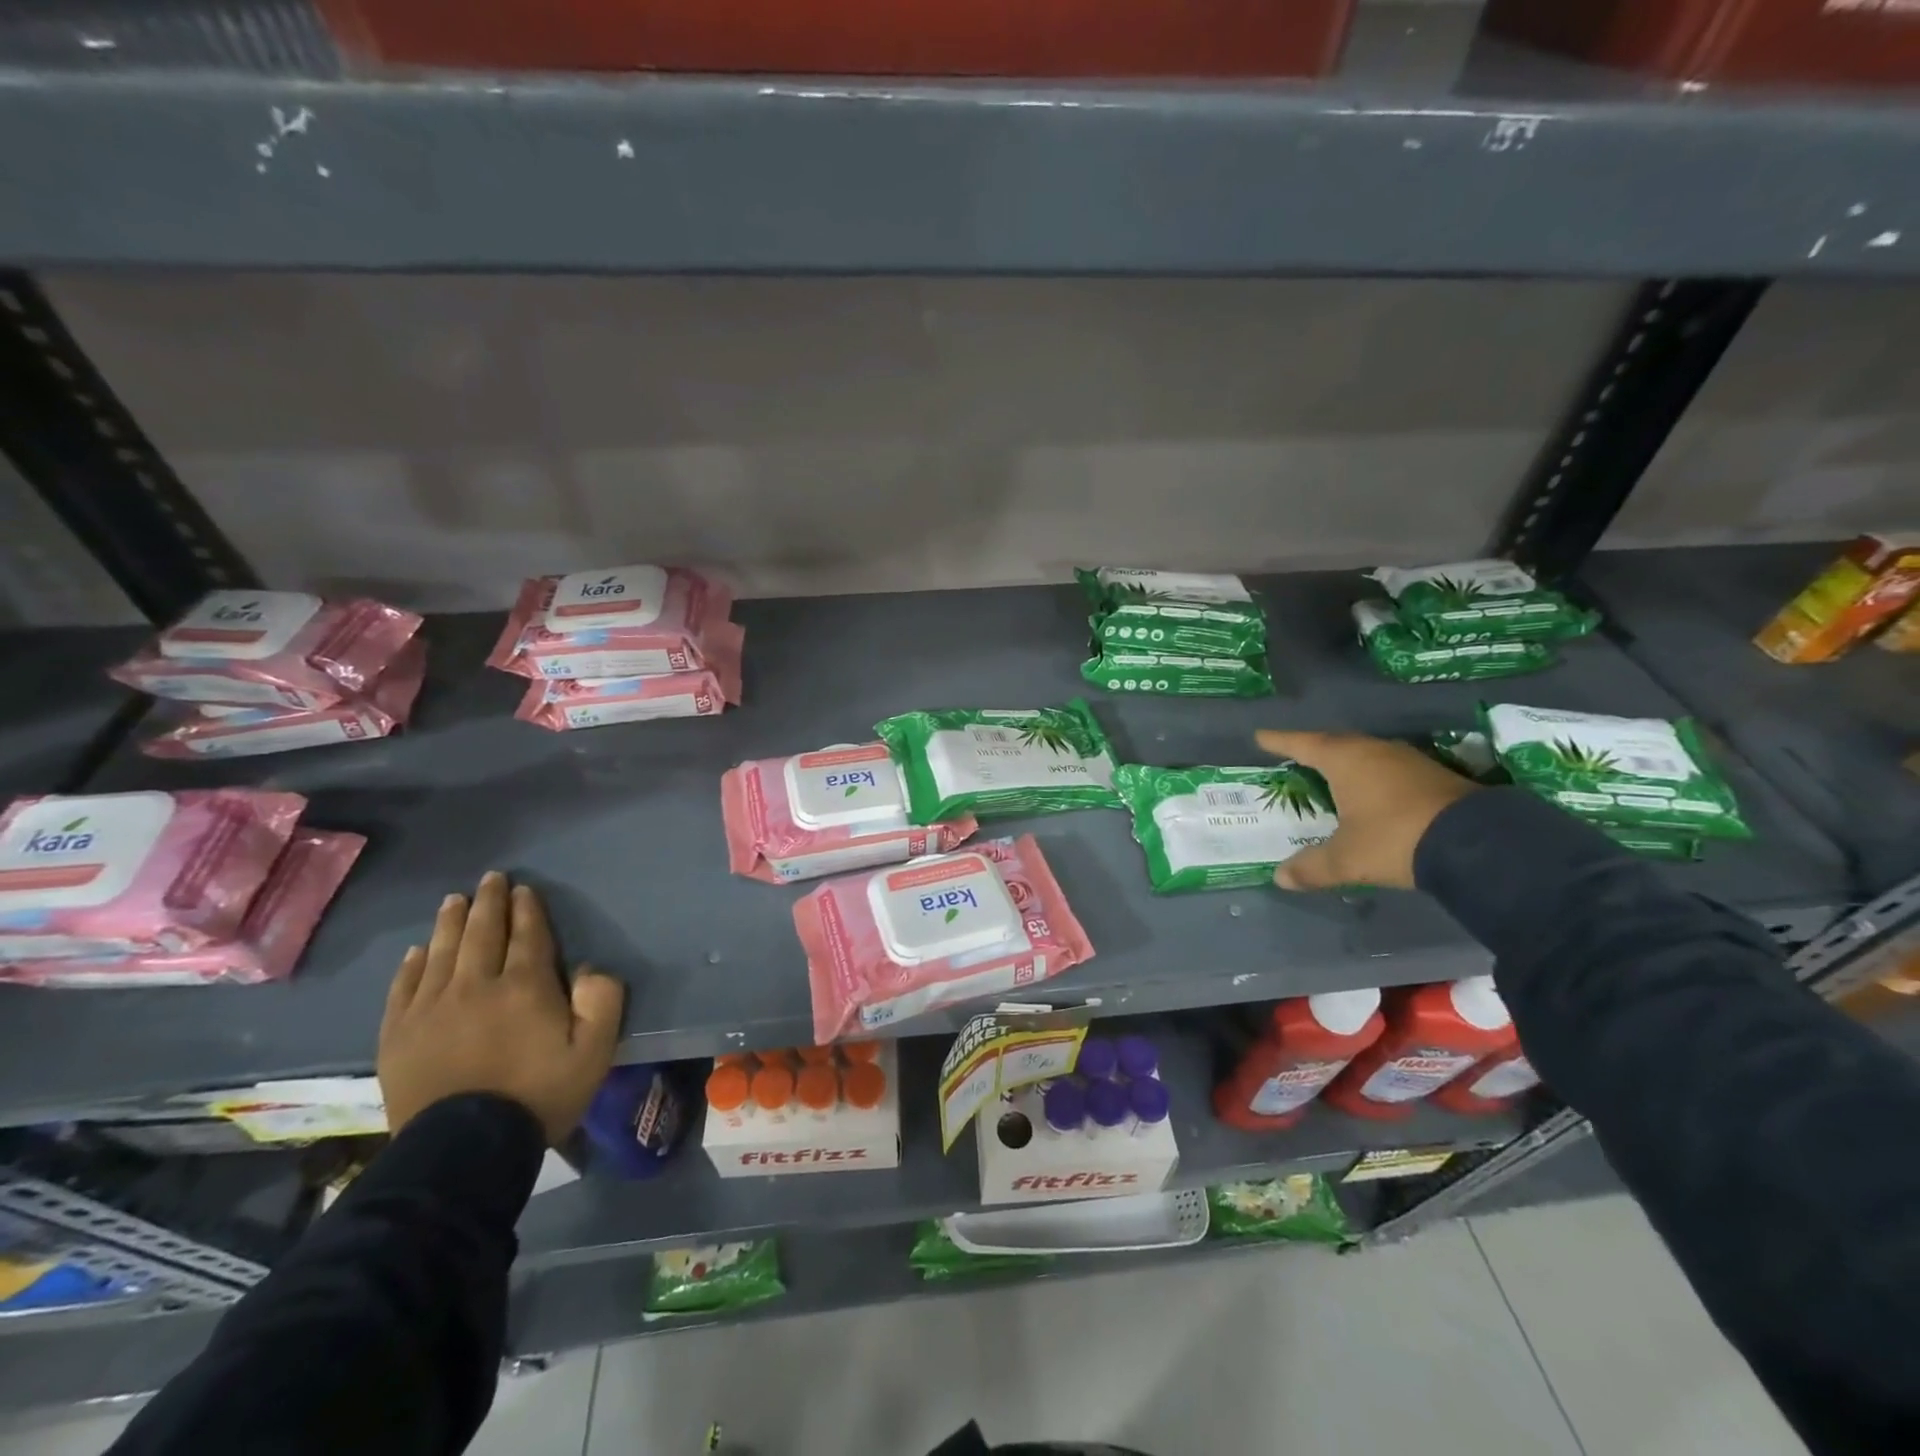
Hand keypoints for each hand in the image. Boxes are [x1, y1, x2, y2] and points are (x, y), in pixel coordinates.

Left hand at [379, 872, 624, 1142]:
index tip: (525, 890)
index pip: (527, 935)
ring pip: (442, 952)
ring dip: (450, 922)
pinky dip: (412, 964)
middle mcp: (475, 985)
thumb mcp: (594, 1051)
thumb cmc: (538, 1096)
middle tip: (490, 879)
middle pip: (482, 933)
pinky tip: (417, 951)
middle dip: (488, 902)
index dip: (527, 909)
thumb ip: (602, 1000)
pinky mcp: (398, 1034)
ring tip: (454, 900)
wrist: (462, 1150)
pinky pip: (404, 987)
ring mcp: (431, 1008)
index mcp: (525, 986)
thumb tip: (589, 968)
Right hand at [1256, 729, 1479, 891]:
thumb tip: (1280, 878)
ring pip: (1366, 754)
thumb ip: (1312, 867)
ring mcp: (1408, 760)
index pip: (1303, 744)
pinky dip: (1372, 776)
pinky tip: (1372, 793)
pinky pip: (1389, 768)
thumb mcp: (1346, 859)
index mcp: (1346, 760)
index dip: (1279, 741)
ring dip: (1346, 763)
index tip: (1261, 736)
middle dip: (1313, 749)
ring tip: (1331, 773)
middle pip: (1335, 743)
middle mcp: (1375, 751)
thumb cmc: (1395, 838)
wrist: (1478, 843)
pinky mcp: (1434, 775)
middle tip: (1295, 755)